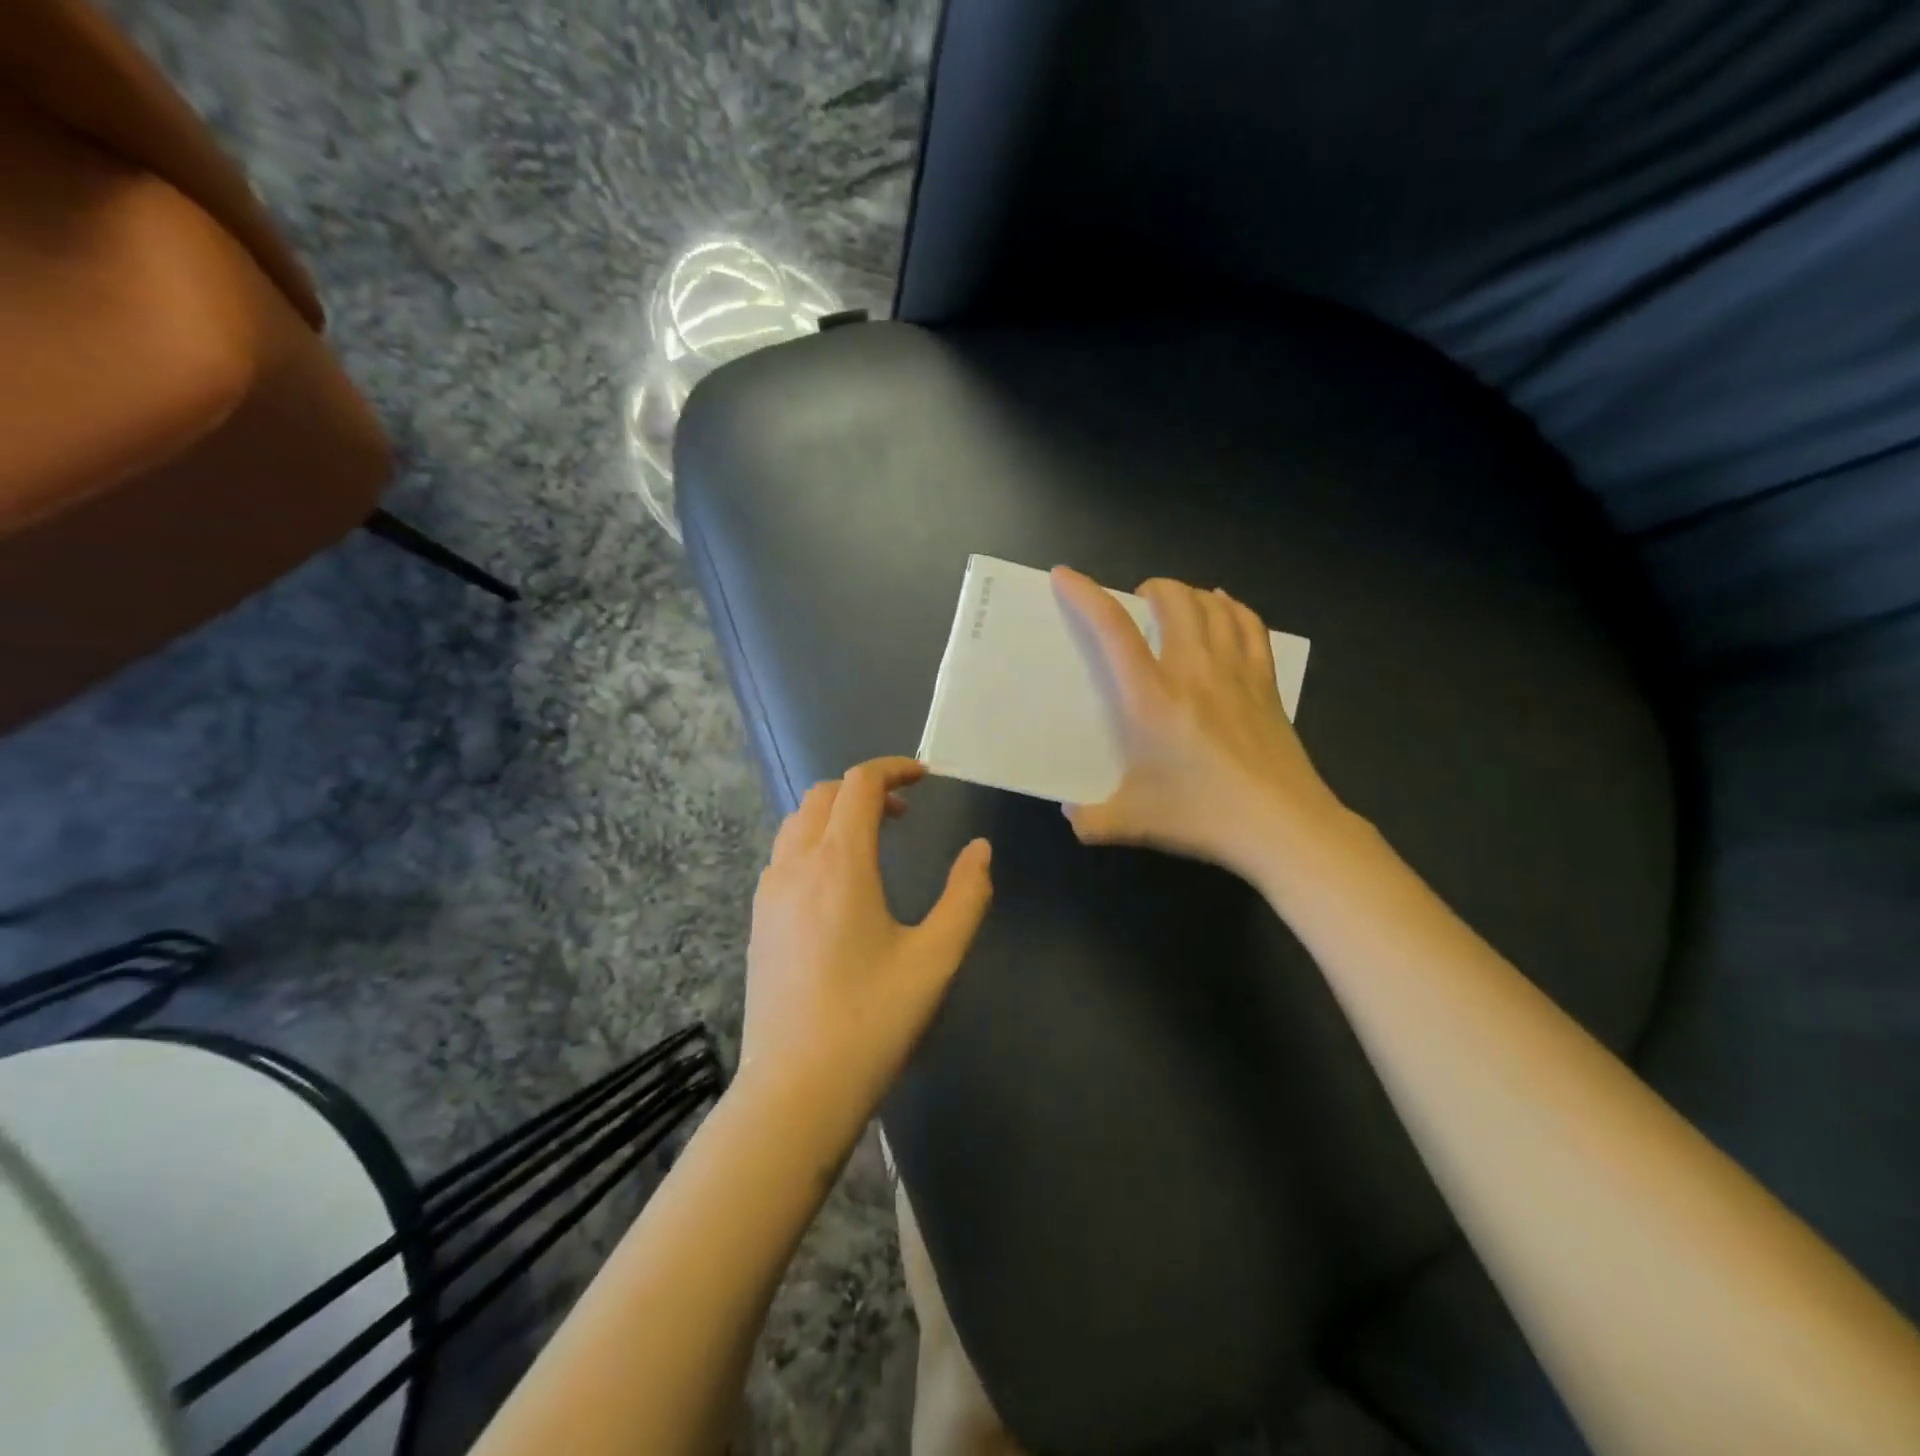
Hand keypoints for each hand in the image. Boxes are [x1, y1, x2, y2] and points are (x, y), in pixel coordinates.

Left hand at [740, 757, 991, 1145]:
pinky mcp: (757, 920)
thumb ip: (966, 896)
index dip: (894, 768)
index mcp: (840, 863)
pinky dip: (813, 842)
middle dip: (865, 789)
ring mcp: (768, 892)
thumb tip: (980, 851)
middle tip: (904, 814)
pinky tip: (838, 885)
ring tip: (873, 843)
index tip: (926, 776)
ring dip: (835, 814)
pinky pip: (784, 855)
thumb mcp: (936, 958)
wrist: (795, 1091)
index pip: (859, 784)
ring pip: (798, 822)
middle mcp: (796, 864)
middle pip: (823, 794)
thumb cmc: (872, 1021)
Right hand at [1051, 567, 1349, 879]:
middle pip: (1174, 600)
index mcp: (1152, 698)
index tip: (1065, 575)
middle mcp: (1194, 671)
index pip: (1114, 630)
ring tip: (1175, 603)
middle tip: (1137, 602)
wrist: (1283, 826)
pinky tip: (1224, 609)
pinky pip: (1250, 625)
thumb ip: (1091, 819)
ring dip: (1189, 594)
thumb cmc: (1203, 815)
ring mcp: (1236, 672)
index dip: (1086, 595)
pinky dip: (1232, 608)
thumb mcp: (1133, 821)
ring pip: (1213, 606)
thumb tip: (1070, 815)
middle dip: (1150, 588)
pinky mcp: (1266, 683)